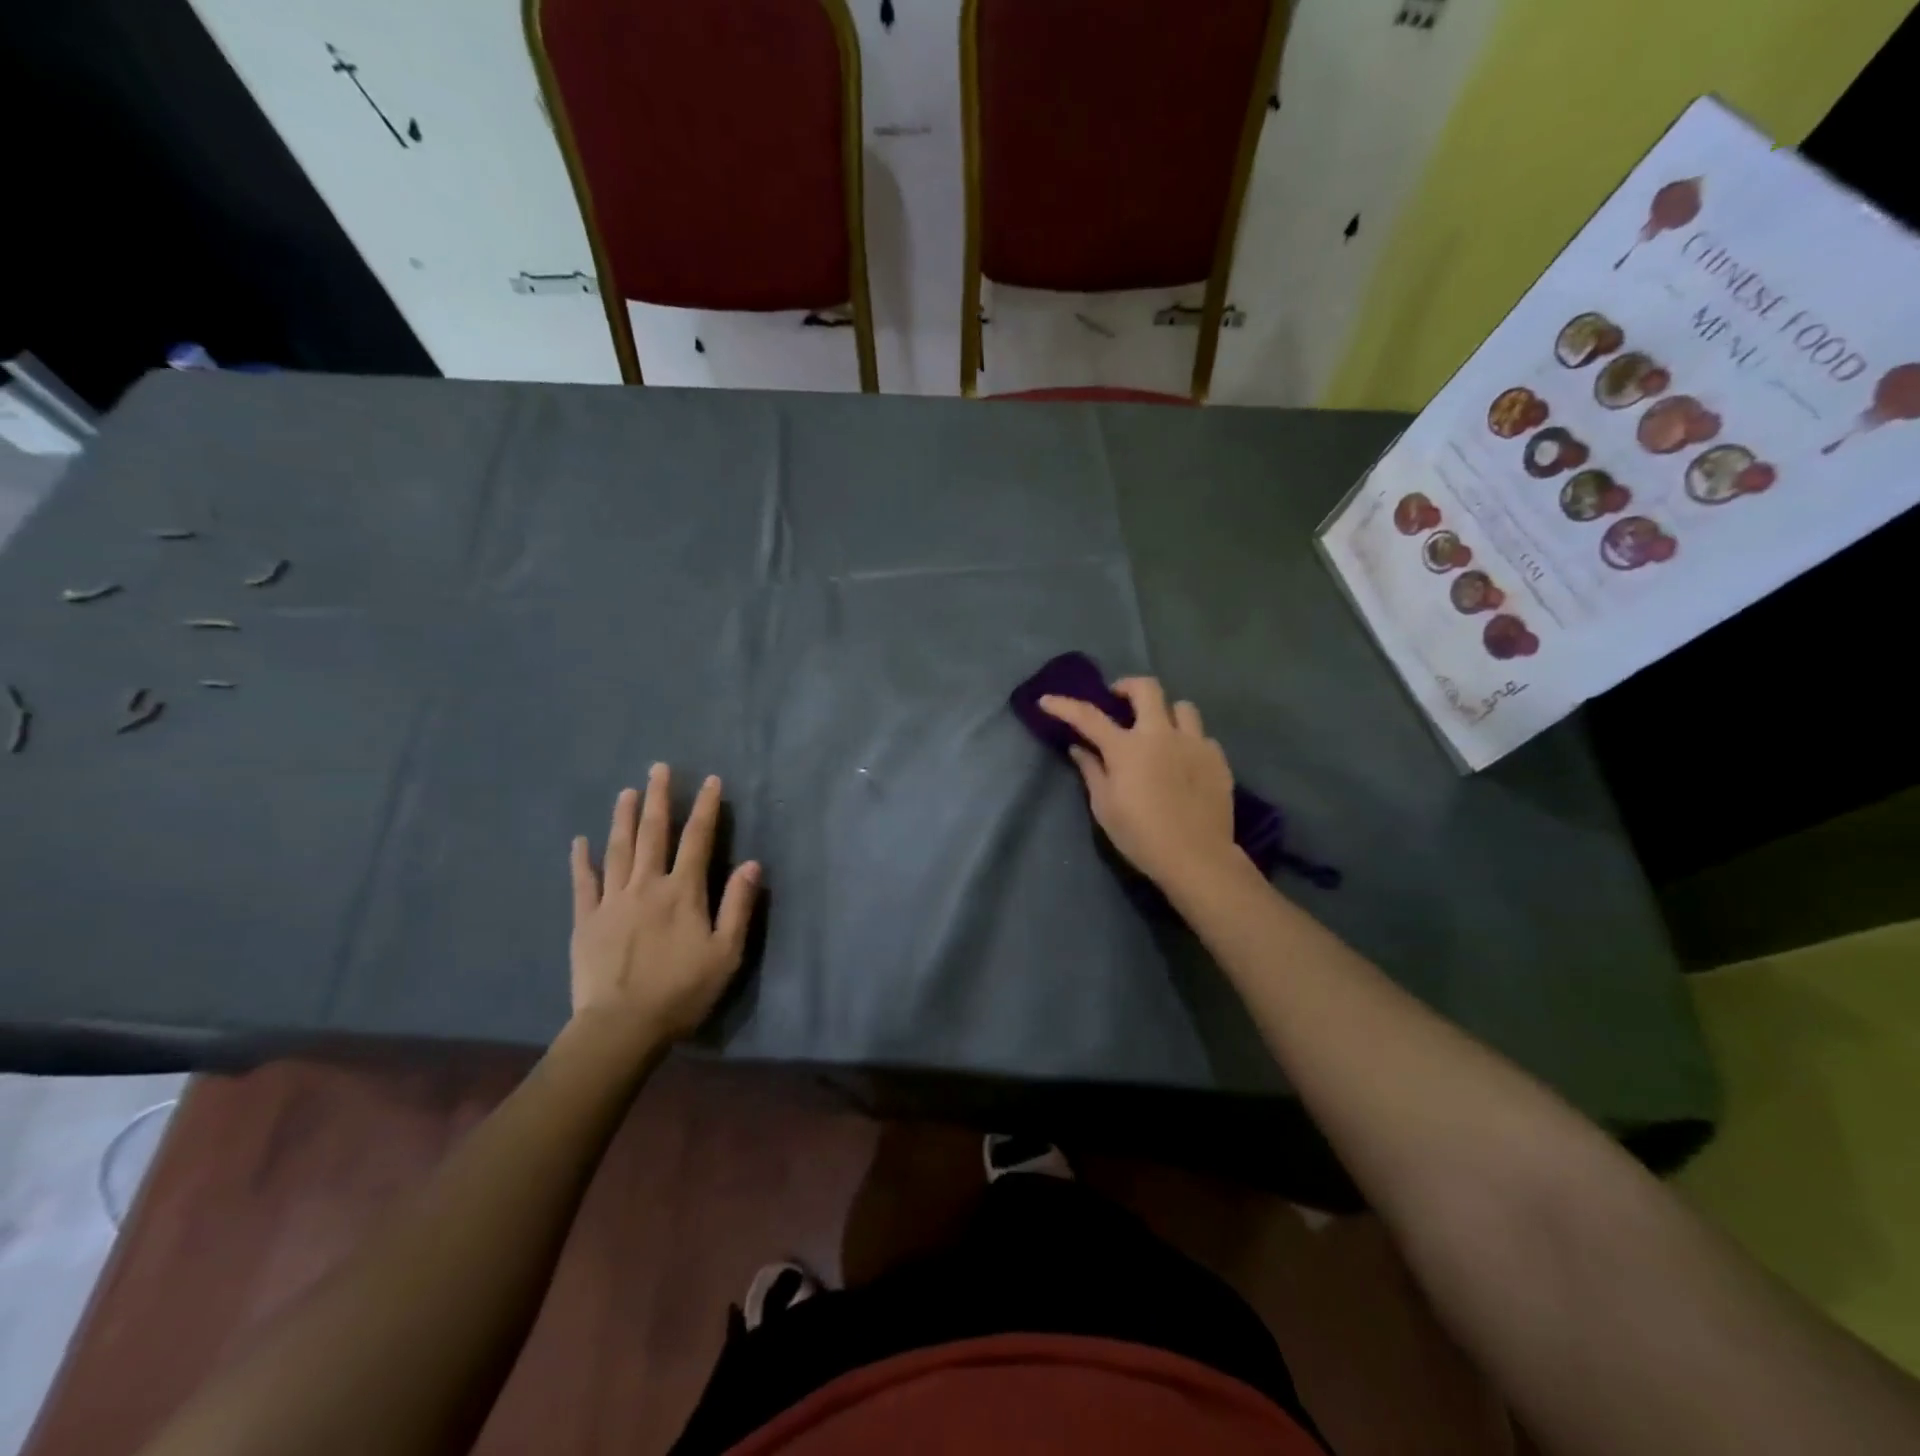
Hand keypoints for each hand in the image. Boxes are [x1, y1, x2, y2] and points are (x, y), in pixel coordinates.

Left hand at [568, 765, 759, 1045]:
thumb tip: (753, 864)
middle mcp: (647, 885)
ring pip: (619, 849)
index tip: (711, 781)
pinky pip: (583, 883)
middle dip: (659, 798)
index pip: (698, 840)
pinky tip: (579, 841)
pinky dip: (582, 860)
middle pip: (654, 834)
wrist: (621, 1027)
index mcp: (683, 892)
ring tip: (627, 792)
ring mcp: (612, 901)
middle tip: (658, 768)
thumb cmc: (681, 991)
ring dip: (624, 818)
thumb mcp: (726, 953)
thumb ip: (738, 905)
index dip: (706, 808)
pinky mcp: (586, 920)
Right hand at [1039, 678, 1237, 892]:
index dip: (1065, 705)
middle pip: (1146, 688)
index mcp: (1127, 749)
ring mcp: (1194, 744)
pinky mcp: (1218, 759)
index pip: (1088, 717)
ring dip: (1166, 712)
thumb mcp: (1105, 808)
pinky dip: (1189, 741)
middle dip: (1127, 686)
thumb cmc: (1141, 836)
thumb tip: (1079, 749)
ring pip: (1182, 706)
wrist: (1196, 857)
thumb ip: (1092, 772)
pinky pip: (1202, 736)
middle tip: (1119, 699)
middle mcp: (1161, 735)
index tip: (1047, 700)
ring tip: (1159, 729)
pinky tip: (1184, 760)